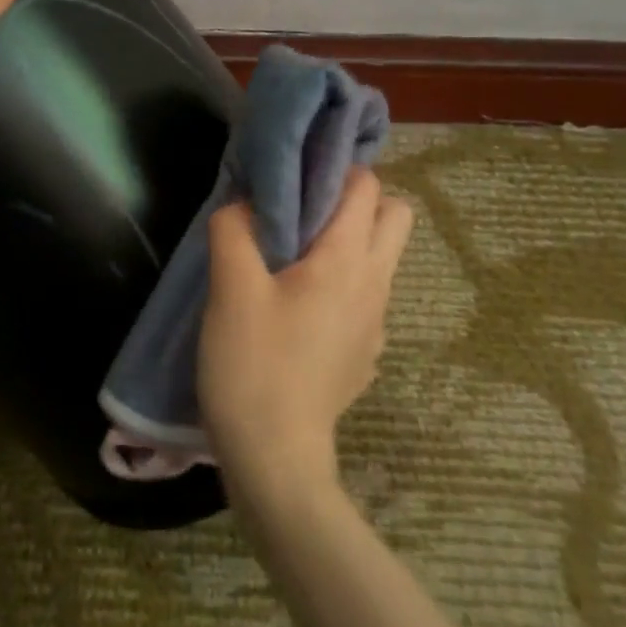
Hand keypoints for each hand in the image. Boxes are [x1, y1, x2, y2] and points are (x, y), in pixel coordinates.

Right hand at [198, 168, 413, 500]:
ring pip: (381, 258)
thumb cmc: (253, 365)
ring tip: (293, 254)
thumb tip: (242, 203)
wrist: (275, 458)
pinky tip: (297, 305)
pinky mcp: (364, 353)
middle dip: (357, 201)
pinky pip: (366, 296)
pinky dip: (343, 282)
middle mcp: (375, 285)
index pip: (368, 188)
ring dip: (349, 241)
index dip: (336, 169)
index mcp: (347, 261)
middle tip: (303, 210)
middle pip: (395, 217)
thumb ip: (233, 230)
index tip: (296, 172)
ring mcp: (376, 324)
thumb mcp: (230, 289)